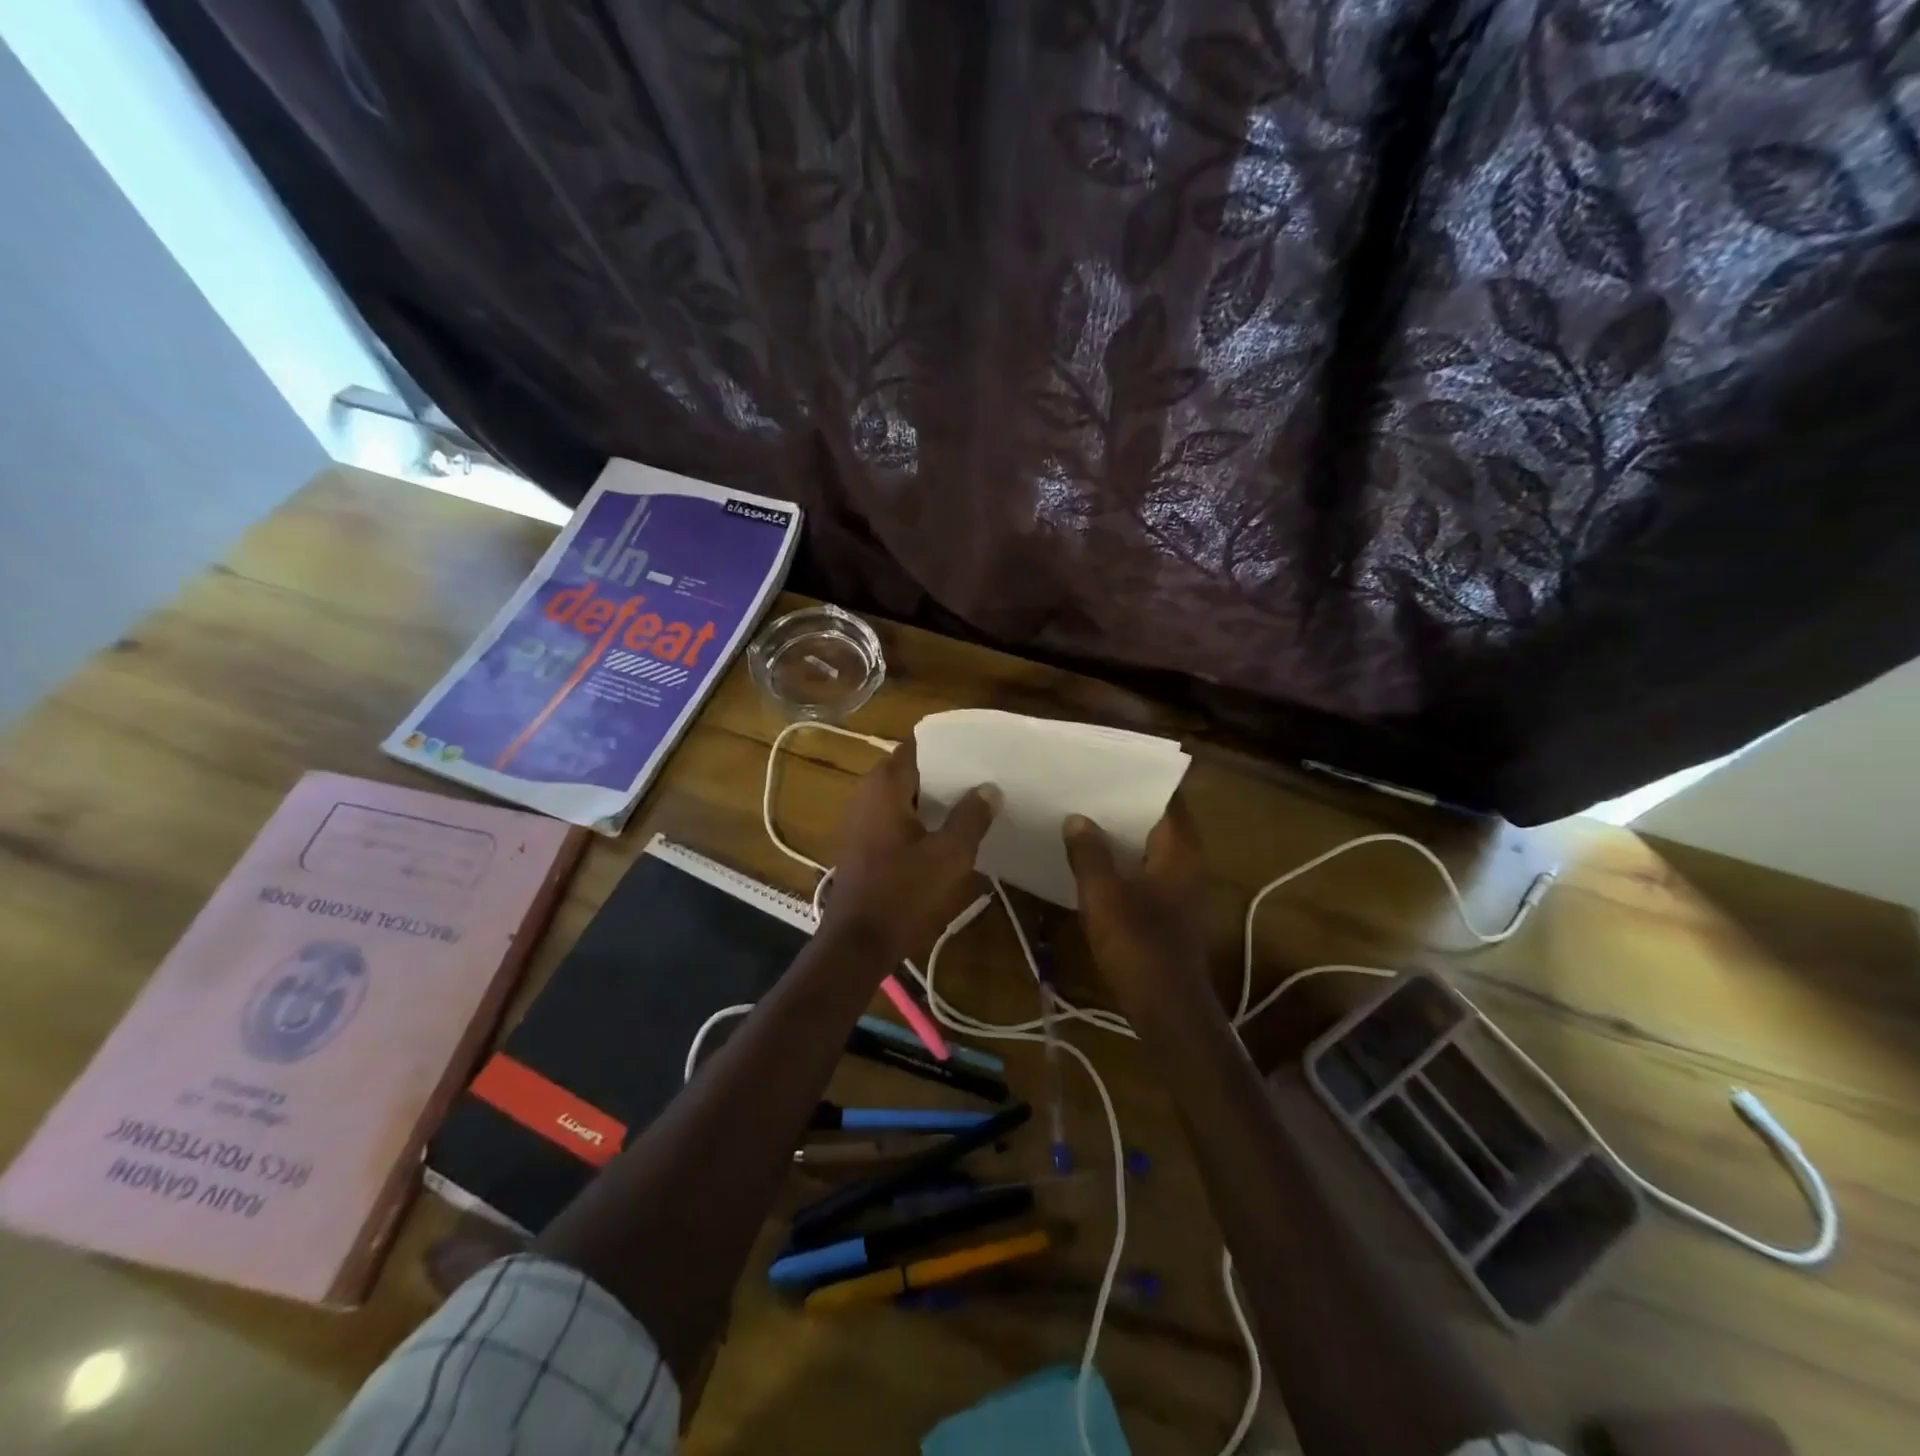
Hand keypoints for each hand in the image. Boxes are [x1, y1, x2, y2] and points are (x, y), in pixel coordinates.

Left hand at [825, 740, 999, 964]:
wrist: (857, 944)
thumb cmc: (903, 893)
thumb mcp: (949, 856)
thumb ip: (971, 817)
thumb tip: (989, 787)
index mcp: (885, 786)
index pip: (917, 746)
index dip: (948, 746)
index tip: (980, 750)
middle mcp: (867, 794)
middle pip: (911, 770)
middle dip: (945, 773)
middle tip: (984, 776)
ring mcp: (861, 820)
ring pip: (904, 796)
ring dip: (933, 798)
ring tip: (973, 802)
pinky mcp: (863, 844)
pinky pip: (895, 817)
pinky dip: (919, 818)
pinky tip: (946, 832)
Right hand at [1063, 799, 1210, 998]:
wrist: (1168, 1010)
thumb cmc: (1139, 947)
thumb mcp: (1104, 896)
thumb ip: (1089, 854)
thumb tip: (1076, 818)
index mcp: (1180, 850)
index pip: (1167, 797)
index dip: (1139, 779)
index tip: (1106, 764)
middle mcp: (1186, 861)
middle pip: (1157, 818)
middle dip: (1123, 803)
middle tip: (1084, 785)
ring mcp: (1179, 886)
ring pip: (1148, 845)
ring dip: (1120, 832)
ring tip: (1080, 814)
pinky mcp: (1168, 908)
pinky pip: (1143, 867)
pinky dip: (1122, 857)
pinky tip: (1090, 858)